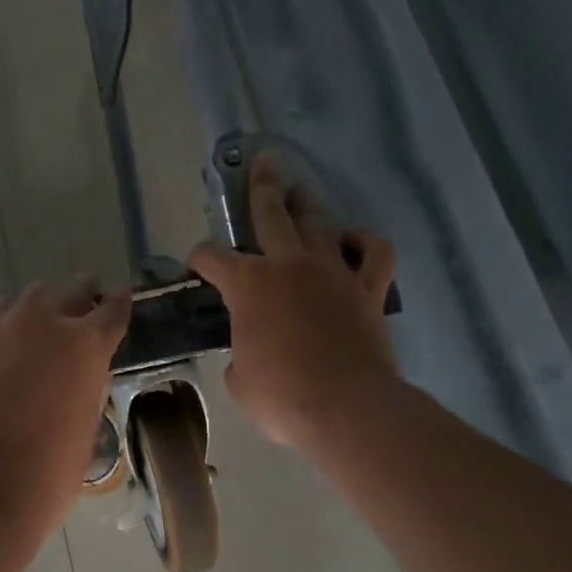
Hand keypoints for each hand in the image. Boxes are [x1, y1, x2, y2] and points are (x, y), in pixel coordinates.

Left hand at [0, 279, 132, 532]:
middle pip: (66, 292)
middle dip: (77, 296)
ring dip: (28, 317)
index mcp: (84, 345)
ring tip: (26, 338)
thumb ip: (82, 389)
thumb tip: (70, 380)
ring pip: (15, 305)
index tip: (118, 295)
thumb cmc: (46, 472)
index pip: (112, 309)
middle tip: (79, 302)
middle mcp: (39, 323)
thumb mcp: (84, 427)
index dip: (117, 302)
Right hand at [189, 156, 399, 450]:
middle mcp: (288, 265)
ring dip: (308, 205)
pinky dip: (364, 242)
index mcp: (248, 284)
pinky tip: (355, 239)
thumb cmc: (281, 396)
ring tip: (301, 193)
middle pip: (271, 213)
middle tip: (261, 164)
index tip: (196, 265)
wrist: (346, 408)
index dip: (199, 259)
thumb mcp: (239, 379)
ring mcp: (332, 272)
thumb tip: (250, 352)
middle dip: (261, 186)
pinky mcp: (367, 289)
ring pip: (320, 223)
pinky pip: (374, 253)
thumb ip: (239, 353)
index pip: (212, 258)